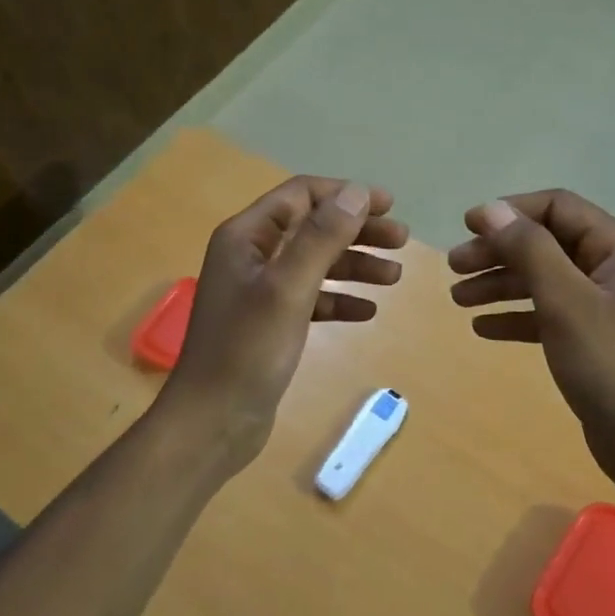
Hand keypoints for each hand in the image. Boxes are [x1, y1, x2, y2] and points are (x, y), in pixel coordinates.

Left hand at [163, 176, 407, 470]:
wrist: (212, 422)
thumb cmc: (246, 350)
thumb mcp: (287, 288)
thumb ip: (321, 238)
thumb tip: (356, 193)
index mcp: (246, 237)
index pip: (301, 196)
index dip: (345, 195)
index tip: (389, 206)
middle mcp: (251, 256)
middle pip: (312, 228)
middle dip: (358, 231)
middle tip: (402, 241)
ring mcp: (260, 291)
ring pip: (315, 264)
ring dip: (355, 266)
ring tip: (395, 278)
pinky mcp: (270, 323)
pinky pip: (311, 299)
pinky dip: (339, 300)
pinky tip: (367, 312)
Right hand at [448, 191, 614, 501]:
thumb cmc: (611, 365)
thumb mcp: (566, 302)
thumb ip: (529, 250)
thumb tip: (492, 210)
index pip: (558, 207)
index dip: (510, 212)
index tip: (466, 227)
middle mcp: (613, 267)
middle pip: (546, 242)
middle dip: (498, 251)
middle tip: (454, 267)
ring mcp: (604, 303)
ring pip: (542, 278)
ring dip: (499, 284)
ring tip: (458, 298)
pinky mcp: (592, 336)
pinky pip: (547, 312)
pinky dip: (516, 315)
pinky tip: (483, 328)